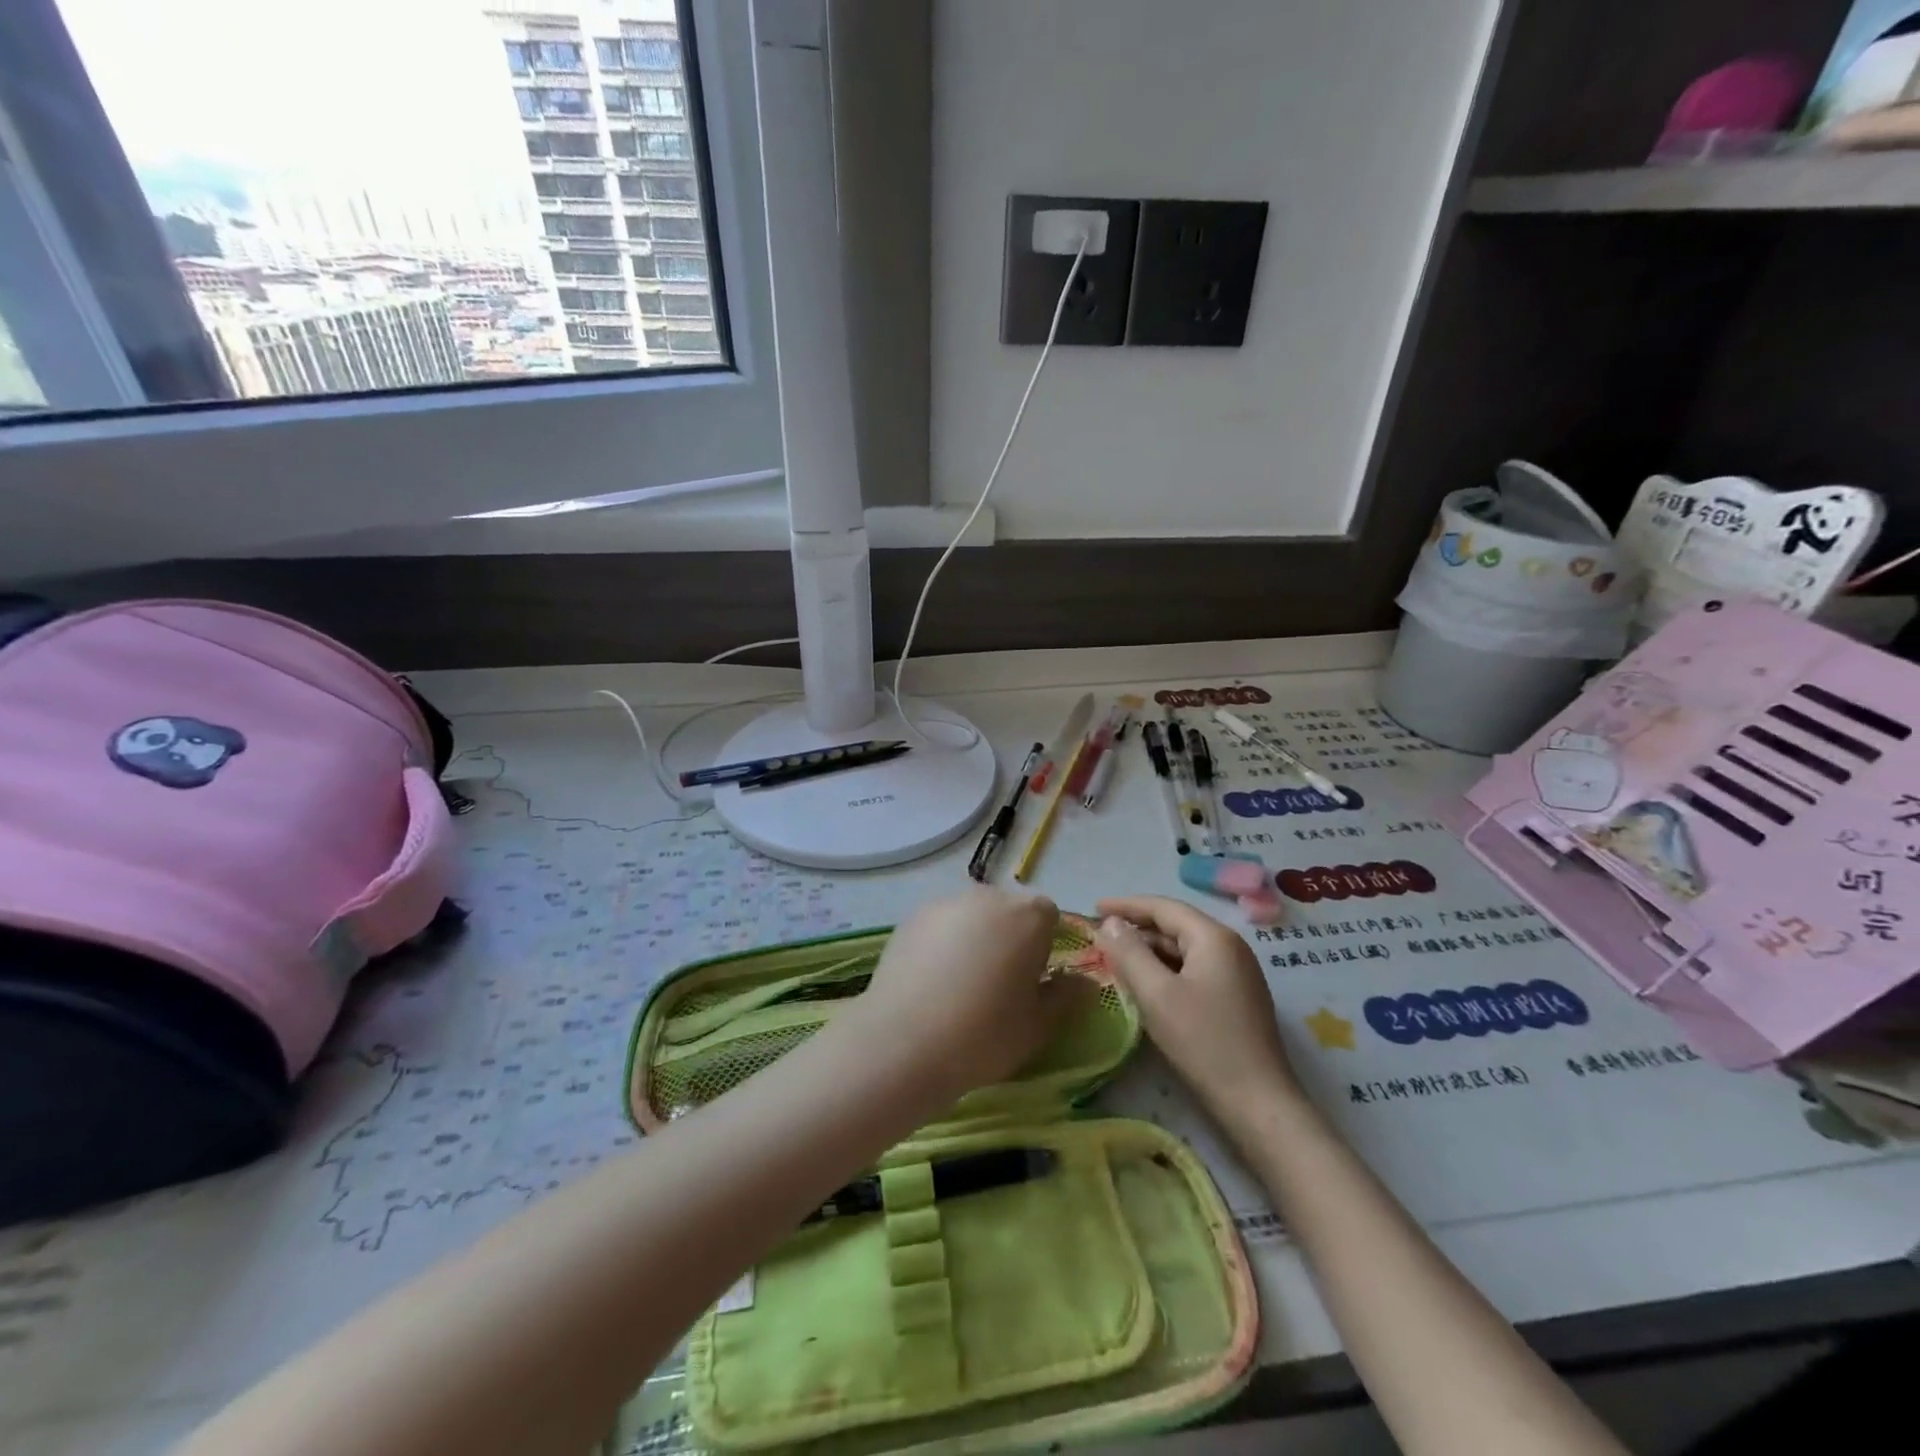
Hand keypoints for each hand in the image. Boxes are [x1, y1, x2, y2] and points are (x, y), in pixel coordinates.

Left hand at [854, 887, 1088, 1103]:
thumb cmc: (984, 1034)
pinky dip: (943, 944)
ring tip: (960, 985)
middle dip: (1010, 938)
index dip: (1045, 947)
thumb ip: (1066, 996)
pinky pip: (941, 926)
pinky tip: (931, 981)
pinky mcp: (912, 917)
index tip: (1032, 981)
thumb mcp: (1038, 1025)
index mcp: (1028, 916)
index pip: (1049, 917)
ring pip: (973, 917)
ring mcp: (946, 903)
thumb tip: (1084, 982)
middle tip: (998, 985)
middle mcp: (988, 897)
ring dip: (975, 938)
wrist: (903, 1042)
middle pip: (1009, 911)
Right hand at [1095, 895, 1302, 1131]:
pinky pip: (1194, 969)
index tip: (1093, 908)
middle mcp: (1229, 947)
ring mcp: (1237, 972)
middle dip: (1137, 928)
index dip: (1126, 905)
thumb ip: (1129, 953)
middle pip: (1176, 925)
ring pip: (1184, 949)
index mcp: (1213, 938)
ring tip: (1116, 958)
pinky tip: (1146, 983)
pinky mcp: (1237, 997)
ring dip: (1150, 950)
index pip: (1163, 907)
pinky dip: (1166, 968)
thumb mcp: (1156, 994)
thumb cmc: (1204, 1042)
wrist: (1258, 1103)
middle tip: (1100, 936)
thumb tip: (1109, 923)